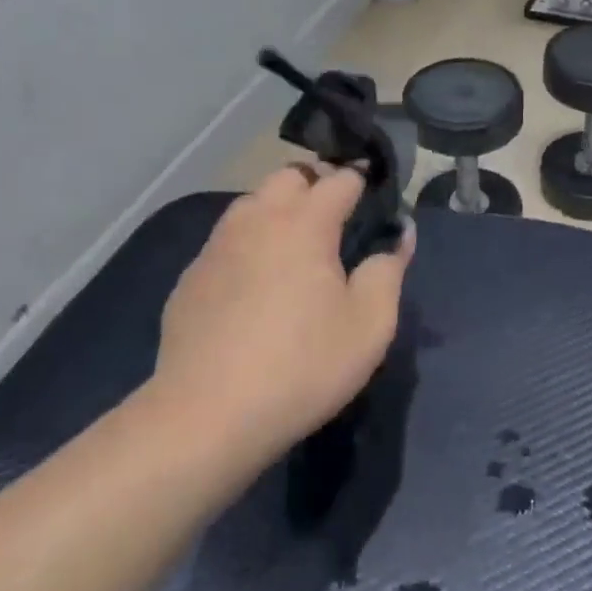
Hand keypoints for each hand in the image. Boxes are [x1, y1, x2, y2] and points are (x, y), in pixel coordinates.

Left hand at [150, 165, 413, 464]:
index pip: (340, 179)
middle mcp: (257, 219)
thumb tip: (400, 234)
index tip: (378, 197)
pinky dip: (249, 245)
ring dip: (279, 210)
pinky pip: (226, 241)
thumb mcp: (370, 325)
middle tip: (337, 221)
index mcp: (304, 223)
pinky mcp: (191, 276)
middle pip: (289, 175)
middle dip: (317, 184)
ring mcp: (216, 246)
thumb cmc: (303, 366)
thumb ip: (389, 270)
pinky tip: (254, 286)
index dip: (363, 180)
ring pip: (252, 203)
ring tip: (296, 249)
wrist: (207, 415)